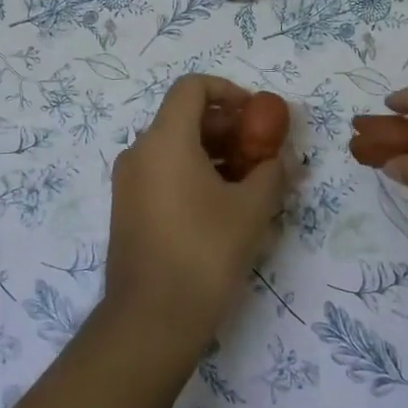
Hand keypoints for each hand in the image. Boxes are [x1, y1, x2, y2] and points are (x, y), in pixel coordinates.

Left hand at [104, 75, 288, 352]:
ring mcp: (128, 182)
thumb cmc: (205, 253)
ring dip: (212, 153)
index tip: (256, 114)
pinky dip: (192, 174)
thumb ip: (271, 172)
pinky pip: (162, 173)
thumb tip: (281, 158)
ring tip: (248, 182)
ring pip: (174, 147)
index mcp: (165, 140)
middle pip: (183, 117)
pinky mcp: (127, 209)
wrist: (151, 320)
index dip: (227, 91)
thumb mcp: (251, 209)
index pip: (192, 87)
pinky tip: (222, 206)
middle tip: (260, 152)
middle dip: (226, 127)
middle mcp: (139, 151)